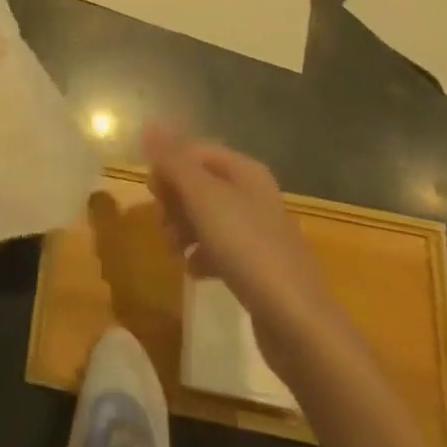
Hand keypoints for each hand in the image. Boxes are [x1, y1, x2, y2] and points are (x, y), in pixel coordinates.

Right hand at [143, 122, 337, 358]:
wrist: (298, 322)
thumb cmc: (247, 248)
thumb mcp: (204, 197)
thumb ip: (174, 161)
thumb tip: (148, 123)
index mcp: (244, 170)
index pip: (196, 151)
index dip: (169, 164)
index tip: (150, 190)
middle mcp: (253, 193)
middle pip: (201, 183)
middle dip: (175, 199)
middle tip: (161, 222)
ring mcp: (258, 231)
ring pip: (208, 216)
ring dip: (184, 228)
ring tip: (173, 250)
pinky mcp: (258, 266)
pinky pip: (220, 248)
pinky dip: (202, 254)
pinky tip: (193, 271)